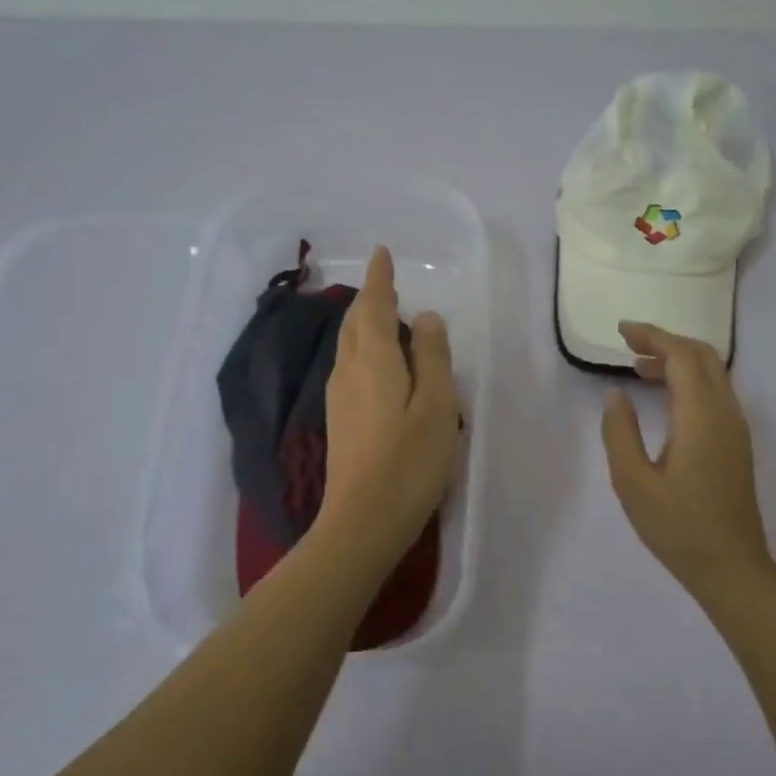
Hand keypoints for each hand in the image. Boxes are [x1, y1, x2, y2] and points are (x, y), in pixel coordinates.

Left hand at [315, 246, 461, 569]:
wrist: (363, 522)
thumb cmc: (409, 462)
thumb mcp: (436, 405)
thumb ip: (432, 356)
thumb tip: (425, 317)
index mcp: (373, 360)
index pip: (373, 306)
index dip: (379, 279)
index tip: (382, 254)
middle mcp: (347, 372)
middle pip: (354, 324)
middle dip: (369, 300)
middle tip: (388, 286)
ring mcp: (338, 398)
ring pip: (348, 346)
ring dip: (365, 325)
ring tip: (388, 319)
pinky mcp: (340, 421)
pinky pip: (350, 367)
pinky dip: (365, 351)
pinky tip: (380, 365)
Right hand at [601, 322, 775, 606]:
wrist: (731, 566)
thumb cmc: (677, 527)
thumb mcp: (632, 482)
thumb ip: (620, 432)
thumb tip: (617, 394)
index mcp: (700, 416)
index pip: (681, 356)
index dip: (652, 336)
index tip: (622, 331)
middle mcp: (725, 412)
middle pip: (703, 356)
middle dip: (666, 341)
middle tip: (629, 344)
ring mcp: (736, 427)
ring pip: (713, 373)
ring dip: (679, 360)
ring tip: (639, 367)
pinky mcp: (737, 442)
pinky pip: (716, 392)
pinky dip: (690, 380)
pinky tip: (666, 397)